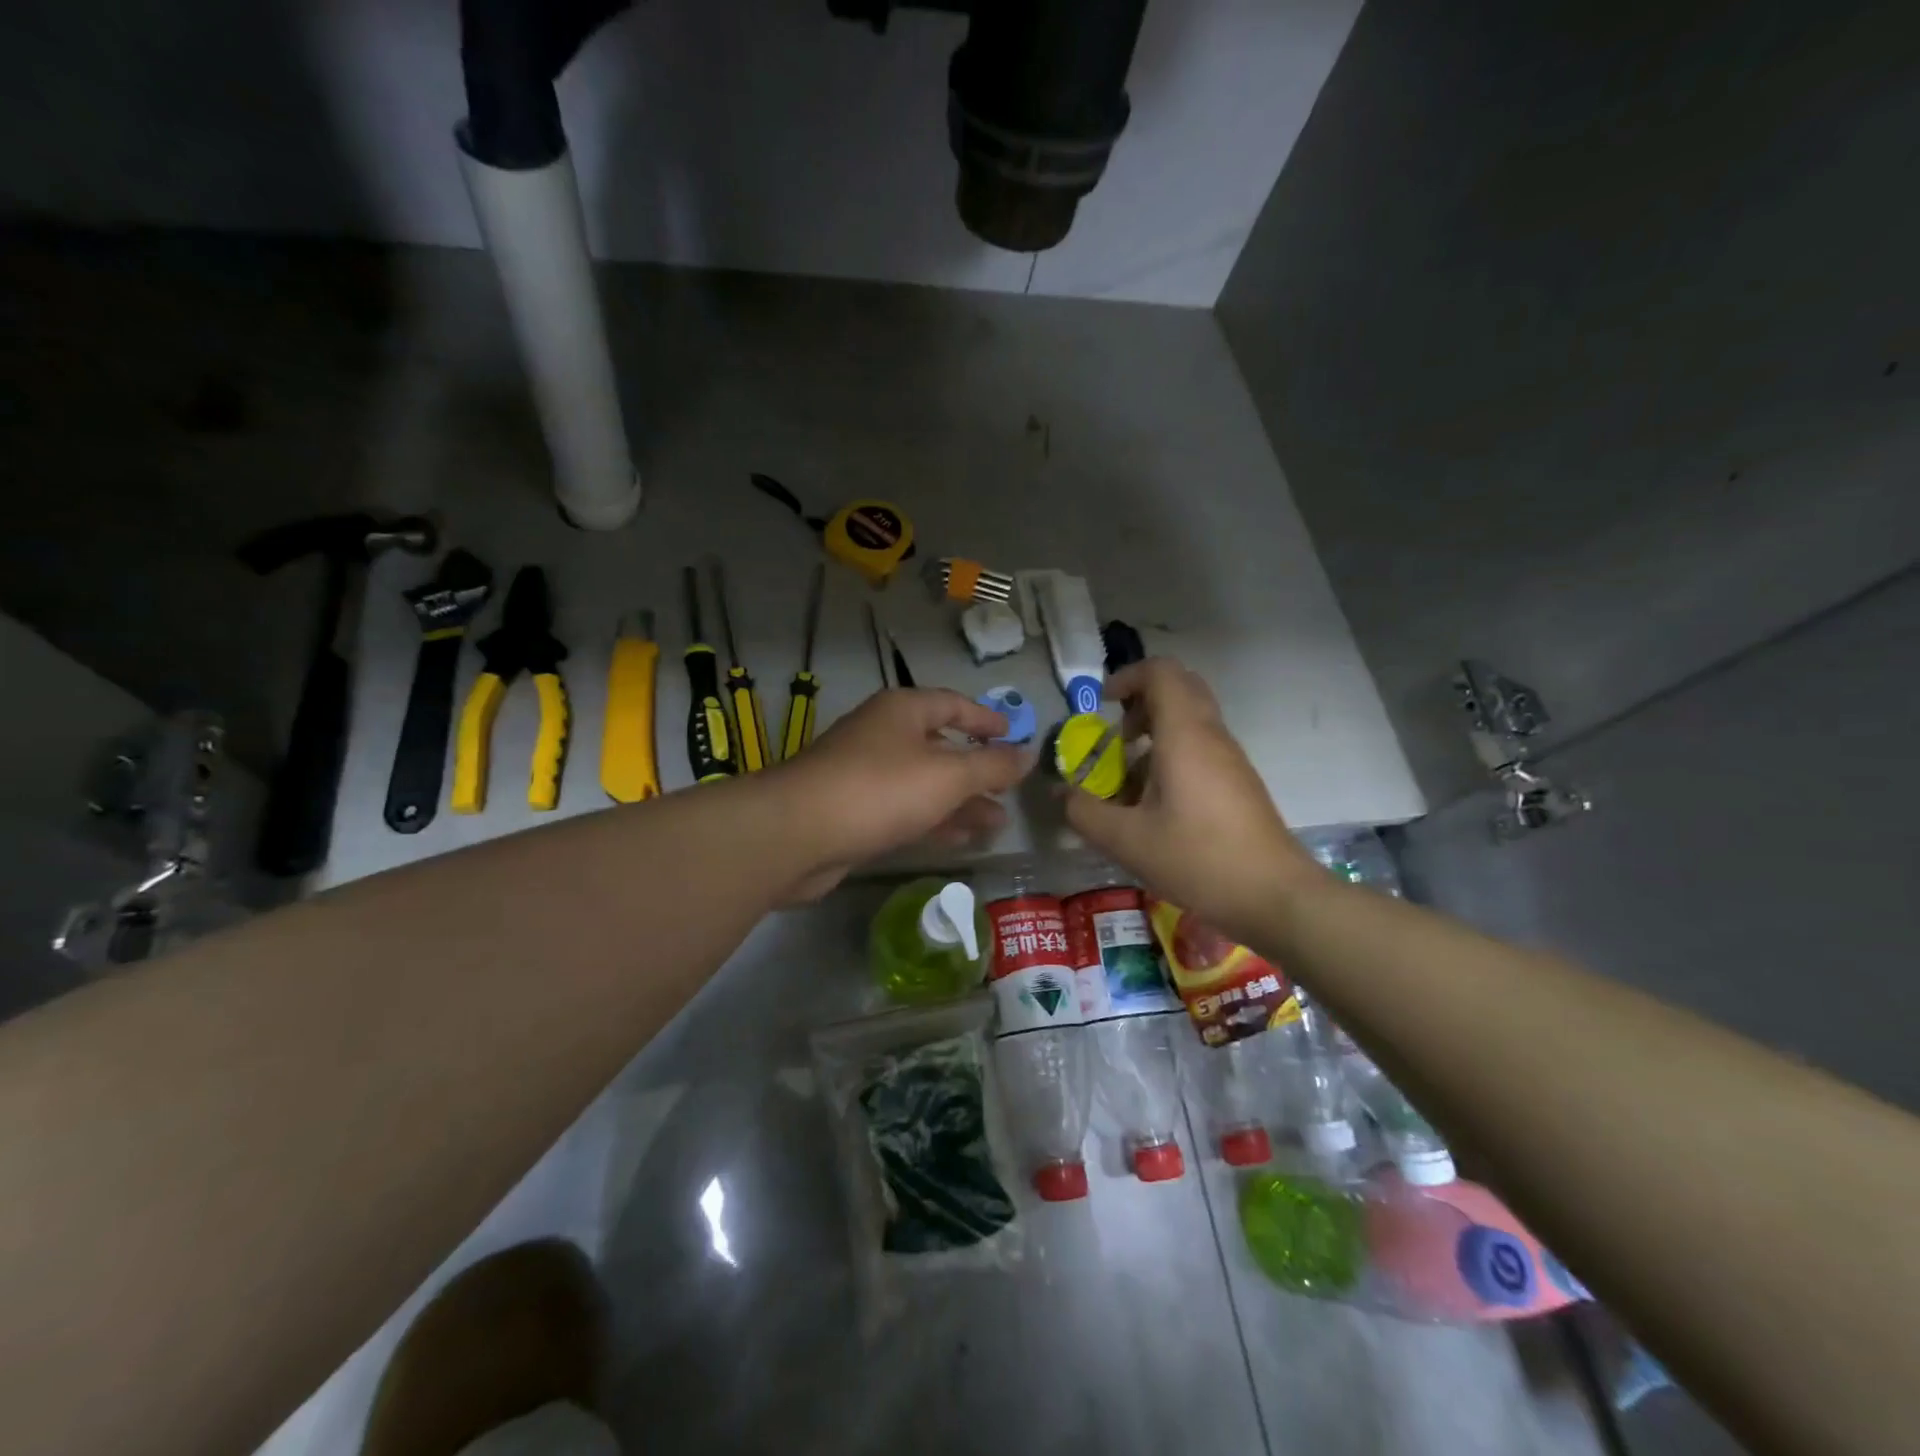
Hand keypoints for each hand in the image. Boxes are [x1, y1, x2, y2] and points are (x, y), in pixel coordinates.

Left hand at [771, 688, 1032, 899]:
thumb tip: (1029, 754)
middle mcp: (883, 736)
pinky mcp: (854, 813)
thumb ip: (992, 765)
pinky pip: (905, 811)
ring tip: (997, 824)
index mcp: (902, 711)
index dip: (986, 718)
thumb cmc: (881, 789)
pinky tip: (962, 839)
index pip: (953, 703)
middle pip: (940, 746)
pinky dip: (934, 821)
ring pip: (924, 784)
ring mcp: (865, 775)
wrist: (797, 834)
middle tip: (1009, 791)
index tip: (1014, 735)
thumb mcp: (948, 774)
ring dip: (960, 802)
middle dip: (977, 770)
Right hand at [1064, 659, 1321, 942]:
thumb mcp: (1127, 840)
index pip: (1161, 672)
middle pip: (1179, 688)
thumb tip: (1061, 794)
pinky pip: (1201, 746)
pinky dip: (1172, 754)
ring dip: (1155, 732)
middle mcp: (1211, 734)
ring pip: (1191, 718)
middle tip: (1117, 735)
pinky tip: (1155, 802)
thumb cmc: (1198, 858)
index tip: (1102, 706)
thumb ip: (1085, 812)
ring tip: (1129, 776)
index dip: (1127, 677)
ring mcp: (1229, 757)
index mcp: (1184, 734)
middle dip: (1141, 701)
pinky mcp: (1238, 780)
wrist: (1274, 895)